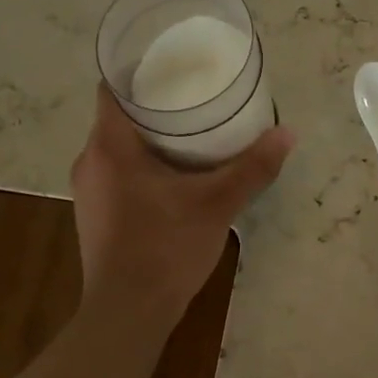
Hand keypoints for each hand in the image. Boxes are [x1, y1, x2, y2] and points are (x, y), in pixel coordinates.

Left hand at [70, 86, 293, 326]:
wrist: (128, 313)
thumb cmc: (165, 248)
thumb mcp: (216, 204)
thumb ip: (252, 168)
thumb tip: (288, 133)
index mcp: (110, 146)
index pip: (113, 87)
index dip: (139, 69)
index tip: (173, 64)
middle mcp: (90, 161)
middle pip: (118, 115)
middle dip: (153, 103)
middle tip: (194, 96)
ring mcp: (89, 190)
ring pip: (117, 146)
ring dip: (148, 136)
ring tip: (189, 131)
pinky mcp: (95, 214)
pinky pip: (116, 172)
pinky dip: (140, 163)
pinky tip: (172, 174)